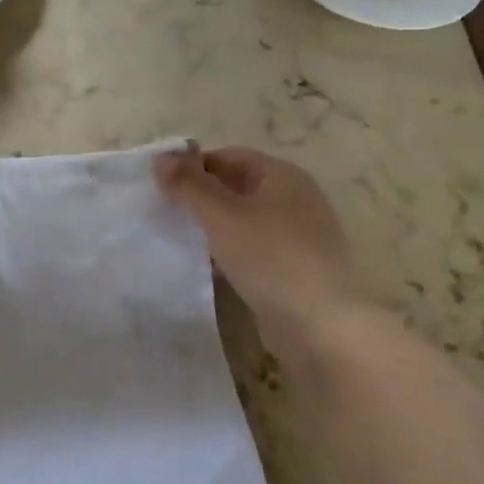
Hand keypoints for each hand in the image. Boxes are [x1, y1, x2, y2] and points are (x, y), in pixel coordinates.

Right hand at [156, 145, 362, 344]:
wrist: (323, 327)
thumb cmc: (270, 258)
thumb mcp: (221, 215)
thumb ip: (188, 184)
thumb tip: (160, 156)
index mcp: (283, 176)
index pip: (228, 156)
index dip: (193, 166)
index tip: (162, 186)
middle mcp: (296, 198)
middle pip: (237, 186)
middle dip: (201, 196)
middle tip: (166, 211)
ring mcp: (299, 235)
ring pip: (244, 219)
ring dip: (213, 225)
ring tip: (180, 238)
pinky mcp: (296, 267)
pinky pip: (254, 248)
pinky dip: (229, 250)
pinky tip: (208, 266)